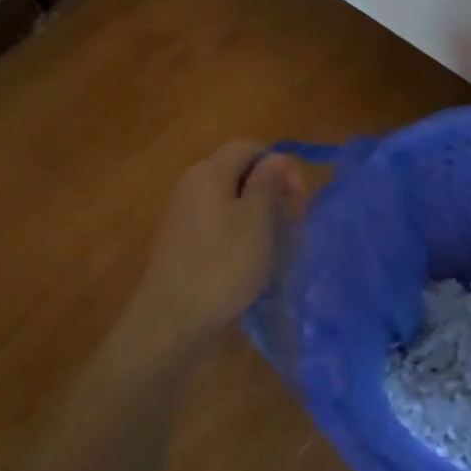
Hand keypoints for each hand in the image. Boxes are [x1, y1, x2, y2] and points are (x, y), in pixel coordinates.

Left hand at [127, 141, 305, 351]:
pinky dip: (241, 234)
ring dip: (259, 216)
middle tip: (292, 222)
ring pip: (231, 201)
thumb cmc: (222, 266)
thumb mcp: (257, 220)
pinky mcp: (183, 243)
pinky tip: (253, 260)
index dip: (279, 164)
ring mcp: (184, 216)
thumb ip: (268, 182)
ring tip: (277, 244)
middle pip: (239, 172)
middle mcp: (192, 186)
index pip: (249, 147)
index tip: (299, 196)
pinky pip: (219, 224)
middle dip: (271, 190)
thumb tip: (276, 156)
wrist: (172, 323)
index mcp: (209, 172)